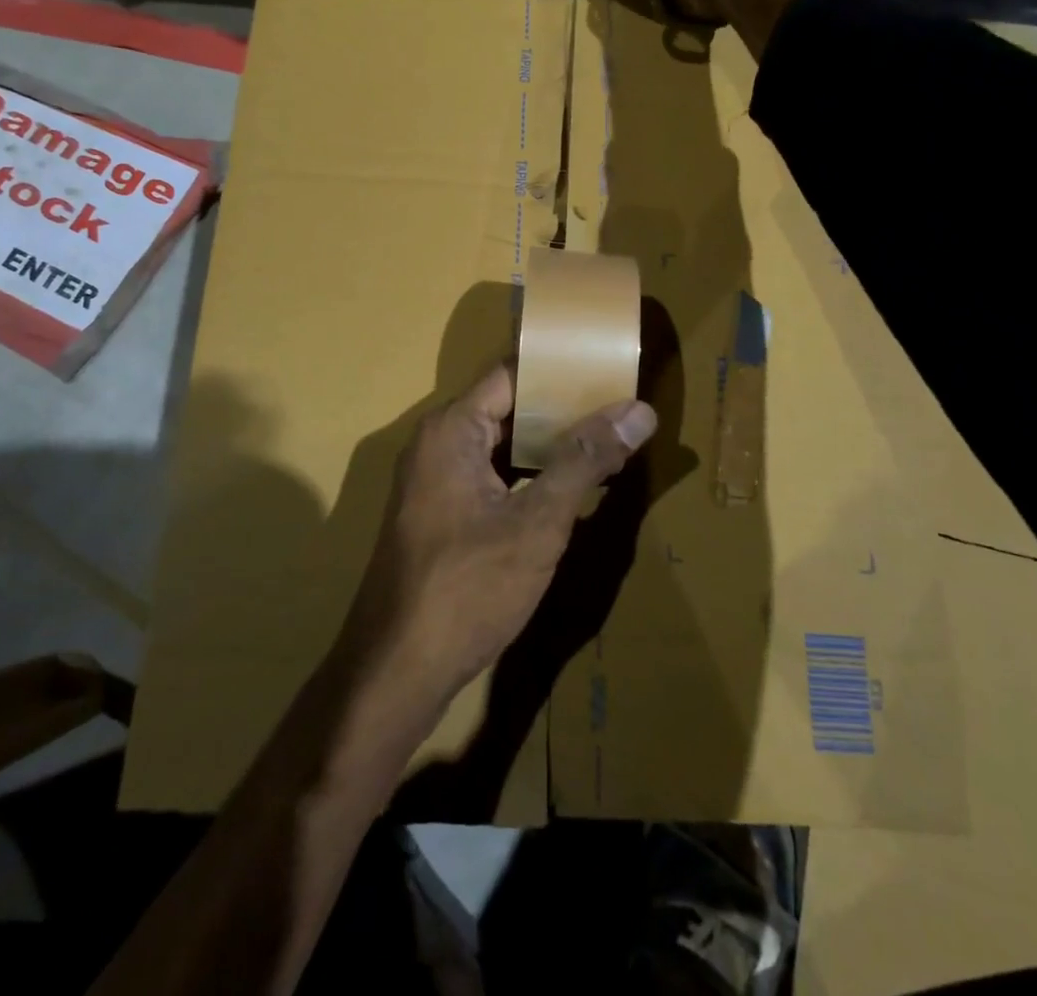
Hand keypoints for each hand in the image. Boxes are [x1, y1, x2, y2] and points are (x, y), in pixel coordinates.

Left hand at [339, 364, 656, 705]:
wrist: (397, 669)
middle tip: (623, 406)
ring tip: (610, 439)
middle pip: (508, 406)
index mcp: (452, 428)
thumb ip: (585, 460)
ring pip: (502, 445)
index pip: (512, 374)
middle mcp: (438, 443)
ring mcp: (436, 480)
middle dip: (564, 408)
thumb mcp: (537, 523)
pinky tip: (571, 486)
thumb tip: (639, 411)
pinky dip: (530, 475)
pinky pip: (492, 475)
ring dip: (550, 444)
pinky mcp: (442, 513)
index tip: (608, 367)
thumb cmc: (468, 587)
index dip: (561, 368)